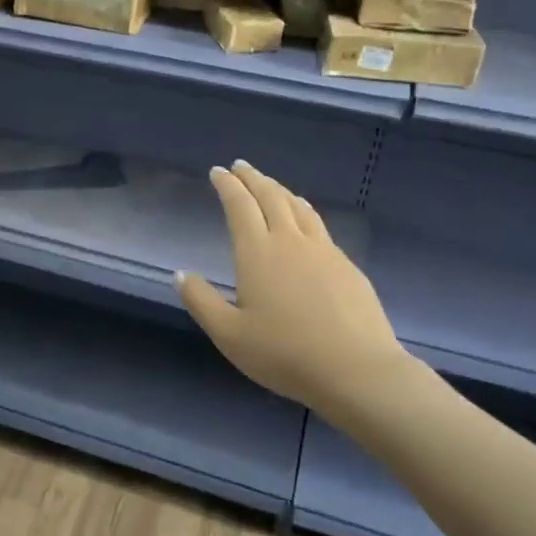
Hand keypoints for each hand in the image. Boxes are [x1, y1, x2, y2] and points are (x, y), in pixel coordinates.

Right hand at [177, 161, 415, 429]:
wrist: (355, 369)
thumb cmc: (284, 353)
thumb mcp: (229, 335)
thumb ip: (202, 301)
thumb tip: (180, 274)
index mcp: (257, 252)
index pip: (239, 206)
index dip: (227, 185)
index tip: (218, 172)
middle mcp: (290, 241)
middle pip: (270, 197)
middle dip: (252, 178)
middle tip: (241, 167)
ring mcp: (323, 251)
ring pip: (298, 207)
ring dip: (279, 190)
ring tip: (269, 185)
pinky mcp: (346, 265)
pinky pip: (318, 225)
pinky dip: (303, 210)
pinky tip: (304, 219)